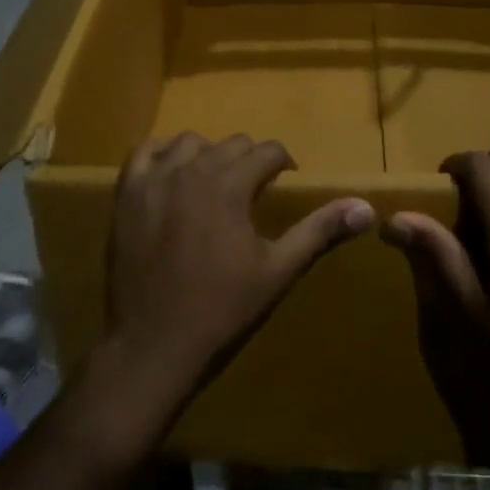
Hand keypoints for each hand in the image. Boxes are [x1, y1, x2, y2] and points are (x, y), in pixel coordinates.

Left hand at [102, 132, 373, 405]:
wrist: (154, 346)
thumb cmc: (222, 310)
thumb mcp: (278, 271)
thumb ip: (319, 231)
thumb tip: (365, 207)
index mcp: (230, 184)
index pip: (267, 150)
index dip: (283, 163)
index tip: (285, 181)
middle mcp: (191, 169)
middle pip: (232, 144)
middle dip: (250, 161)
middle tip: (253, 192)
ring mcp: (153, 180)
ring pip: (190, 143)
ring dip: (209, 156)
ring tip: (215, 185)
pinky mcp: (125, 195)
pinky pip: (144, 152)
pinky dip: (163, 154)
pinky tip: (172, 175)